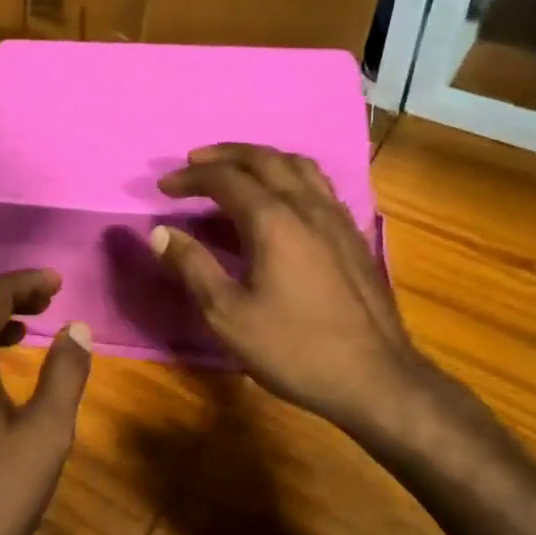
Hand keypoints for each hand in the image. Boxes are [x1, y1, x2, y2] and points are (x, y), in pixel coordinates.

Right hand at [152, 144, 453, 456]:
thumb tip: (160, 232)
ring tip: (237, 170)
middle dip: (225, 155)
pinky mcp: (352, 235)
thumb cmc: (293, 348)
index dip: (191, 177)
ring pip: (298, 166)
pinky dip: (289, 176)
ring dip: (261, 159)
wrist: (375, 379)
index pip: (225, 179)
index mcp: (273, 220)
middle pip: (264, 159)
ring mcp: (336, 218)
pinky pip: (318, 185)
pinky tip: (282, 199)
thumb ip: (192, 267)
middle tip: (195, 162)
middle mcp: (307, 206)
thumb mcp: (228, 314)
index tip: (164, 186)